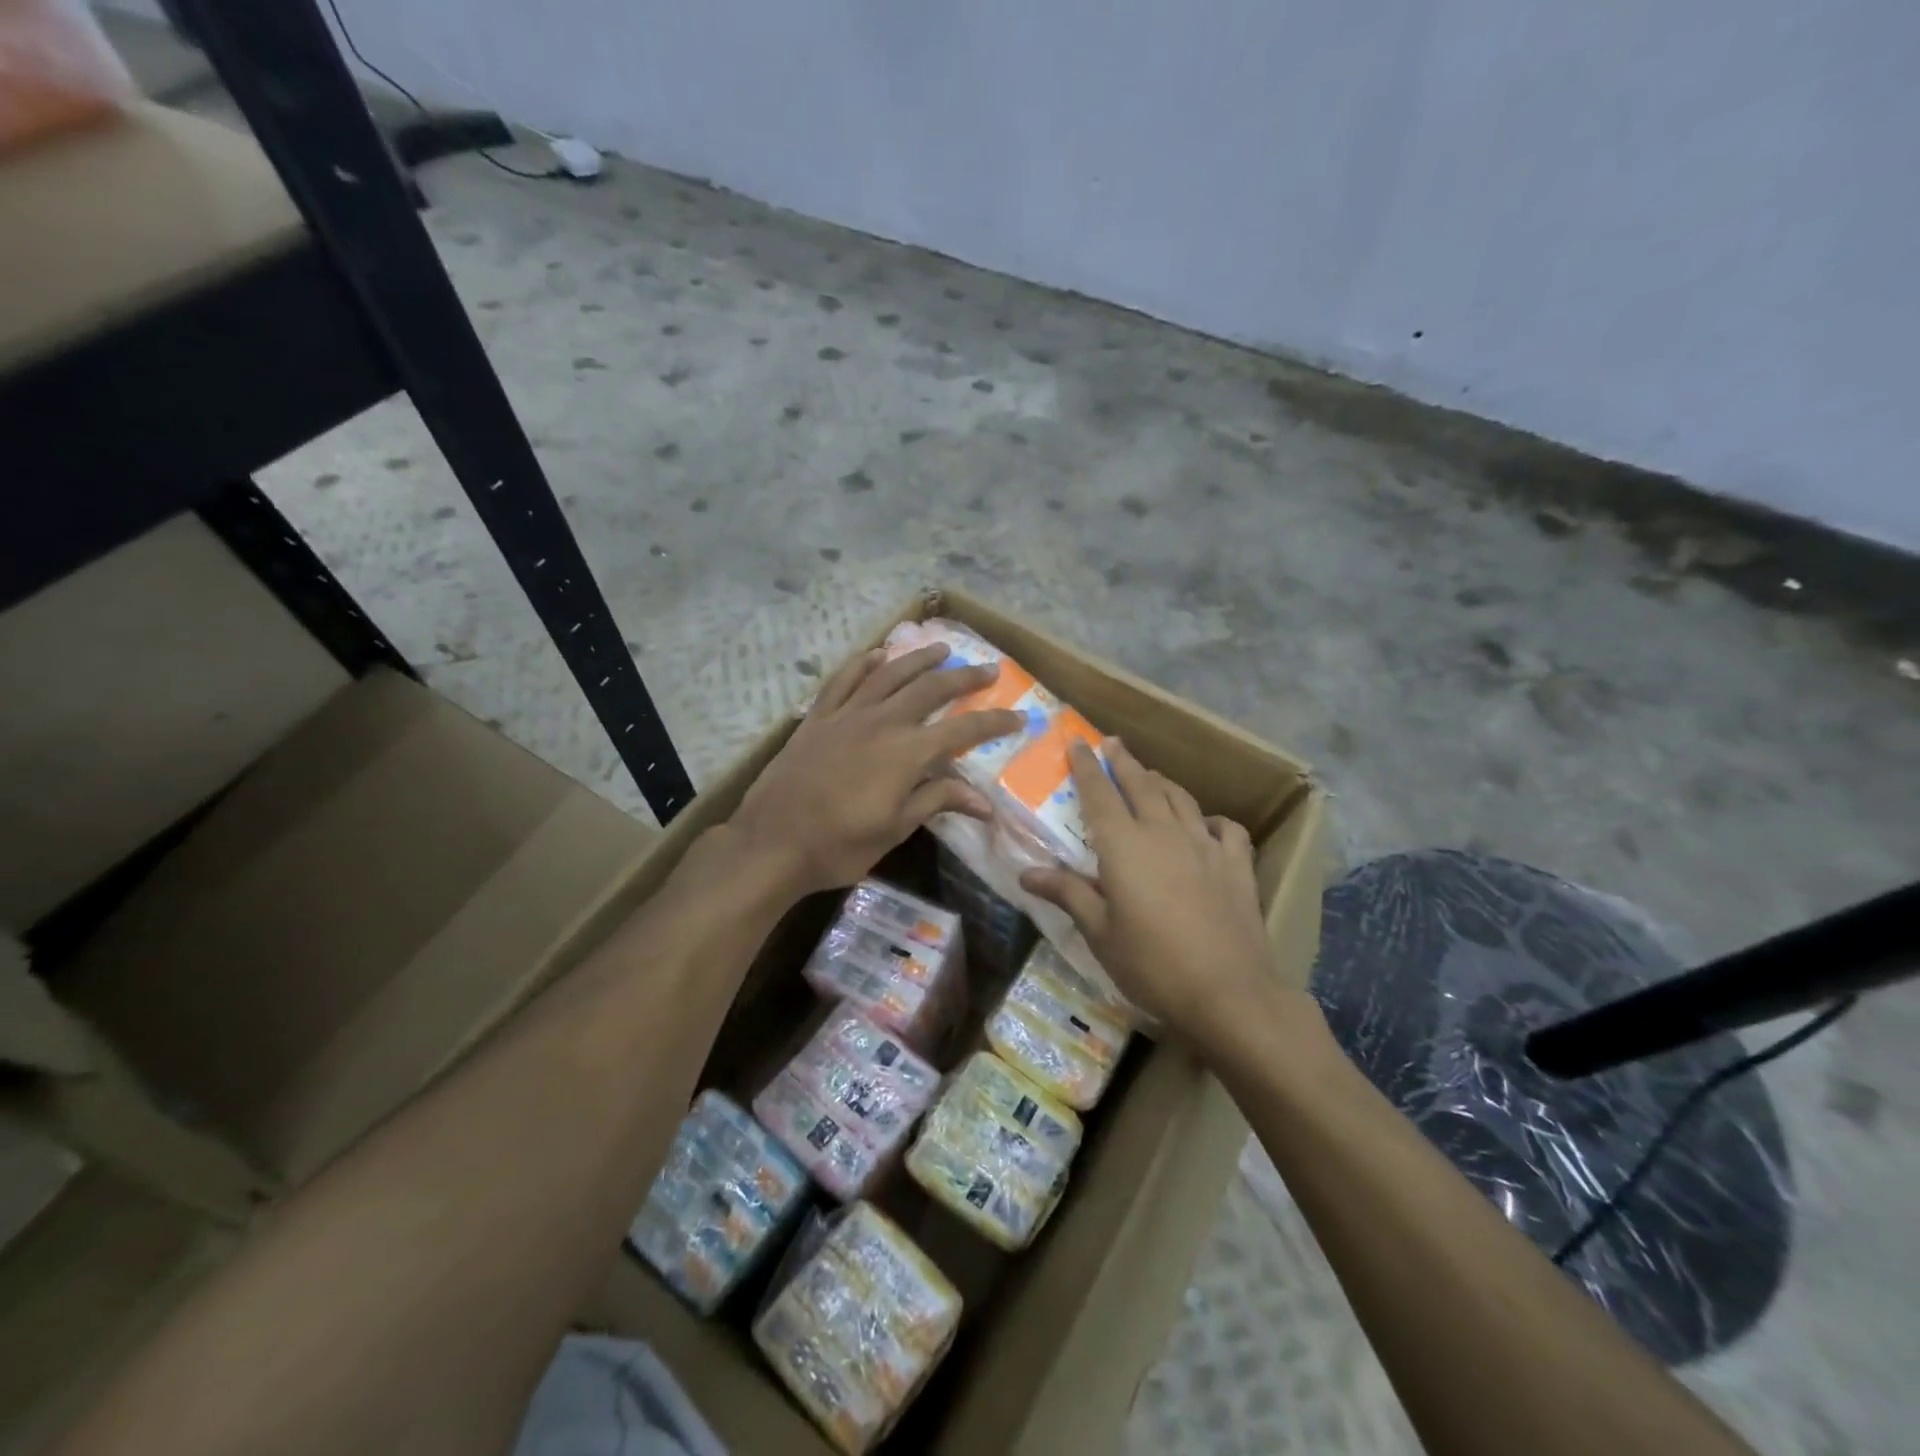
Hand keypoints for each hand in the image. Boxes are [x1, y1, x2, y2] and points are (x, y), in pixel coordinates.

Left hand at [729, 644, 1025, 897]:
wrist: (772, 842)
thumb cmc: (838, 845)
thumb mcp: (895, 830)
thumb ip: (937, 802)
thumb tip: (985, 801)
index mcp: (906, 753)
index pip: (962, 731)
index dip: (993, 723)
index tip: (1019, 717)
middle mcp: (881, 722)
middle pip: (930, 690)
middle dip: (964, 678)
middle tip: (988, 669)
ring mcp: (846, 715)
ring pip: (889, 675)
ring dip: (919, 659)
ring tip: (941, 648)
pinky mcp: (818, 718)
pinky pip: (844, 680)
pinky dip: (864, 664)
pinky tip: (877, 655)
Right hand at [1021, 739, 1296, 1046]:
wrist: (1228, 992)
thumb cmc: (1152, 964)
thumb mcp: (1100, 933)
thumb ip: (1068, 894)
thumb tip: (1027, 873)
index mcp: (1124, 846)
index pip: (1099, 795)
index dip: (1086, 767)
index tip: (1078, 742)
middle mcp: (1164, 833)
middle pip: (1142, 784)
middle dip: (1124, 761)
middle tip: (1112, 743)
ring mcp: (1205, 845)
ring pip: (1180, 799)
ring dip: (1161, 782)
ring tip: (1150, 775)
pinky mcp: (1237, 864)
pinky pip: (1225, 828)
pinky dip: (1211, 819)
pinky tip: (1207, 825)